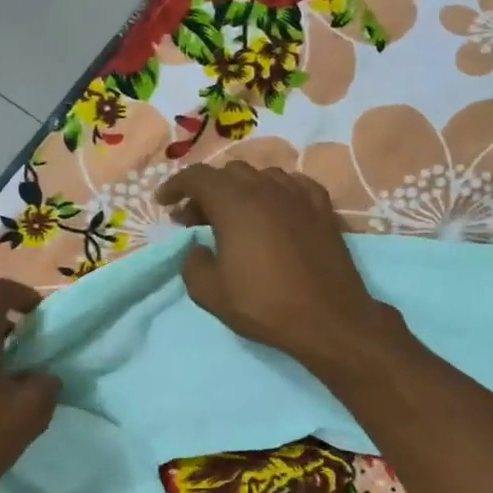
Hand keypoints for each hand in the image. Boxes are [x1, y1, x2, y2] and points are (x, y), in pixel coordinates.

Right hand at [155, 165, 400, 375]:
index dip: (175, 186)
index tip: (164, 203)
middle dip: (206, 190)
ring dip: (240, 190)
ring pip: (262, 176)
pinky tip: (274, 210)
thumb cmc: (264, 305)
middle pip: (229, 173)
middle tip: (195, 218)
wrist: (328, 318)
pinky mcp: (322, 208)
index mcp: (234, 203)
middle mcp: (266, 188)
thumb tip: (197, 248)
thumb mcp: (210, 293)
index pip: (197, 177)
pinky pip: (293, 185)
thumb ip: (192, 263)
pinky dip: (274, 192)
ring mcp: (298, 195)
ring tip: (234, 215)